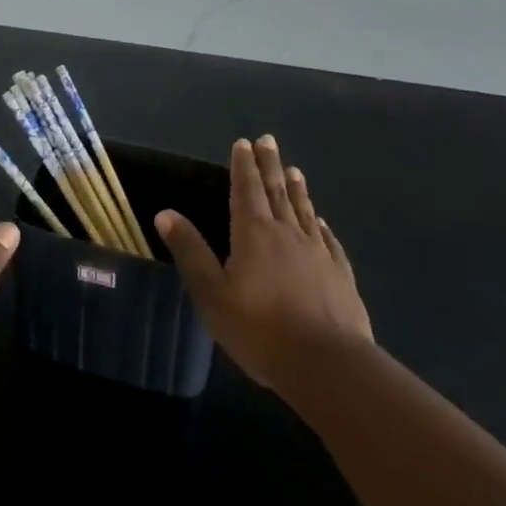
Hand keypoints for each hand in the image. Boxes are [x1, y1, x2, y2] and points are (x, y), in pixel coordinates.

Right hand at [156, 135, 371, 395]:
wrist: (327, 365)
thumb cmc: (260, 329)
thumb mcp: (211, 294)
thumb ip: (190, 251)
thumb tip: (165, 213)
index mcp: (254, 233)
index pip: (246, 189)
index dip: (243, 166)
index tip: (244, 142)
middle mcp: (287, 233)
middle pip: (277, 192)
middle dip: (270, 165)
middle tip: (269, 140)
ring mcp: (318, 253)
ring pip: (304, 211)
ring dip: (297, 189)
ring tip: (294, 170)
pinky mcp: (341, 276)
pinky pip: (328, 241)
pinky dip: (321, 225)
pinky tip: (320, 221)